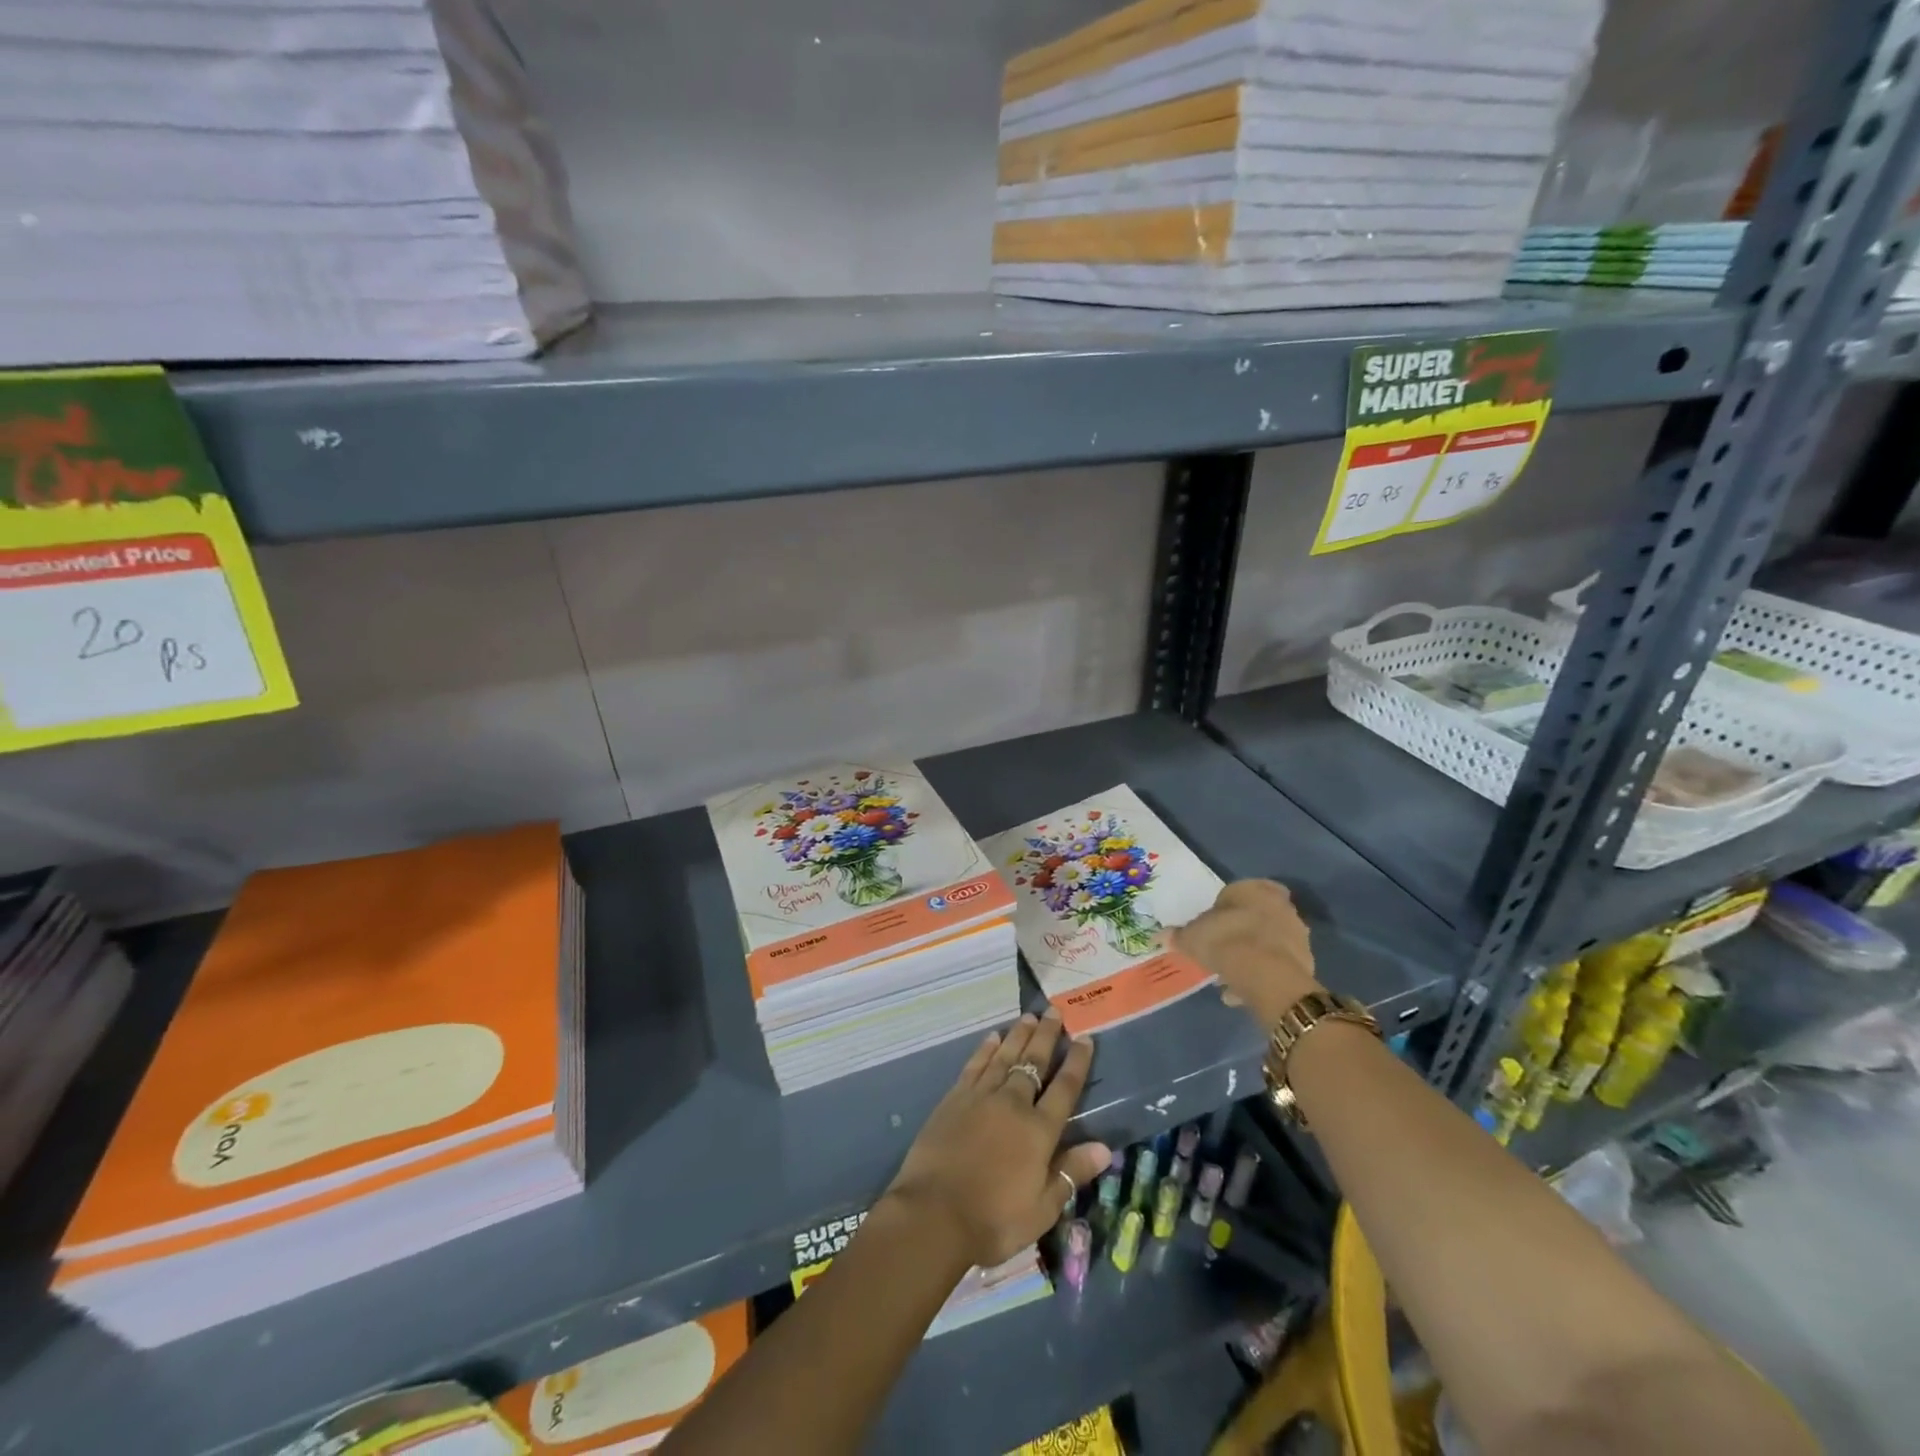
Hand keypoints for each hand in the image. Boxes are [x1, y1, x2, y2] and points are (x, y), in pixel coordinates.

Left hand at [884, 1008, 1111, 1269]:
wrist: (933, 1213)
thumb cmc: (993, 1219)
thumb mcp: (1042, 1208)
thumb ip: (1071, 1172)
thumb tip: (1105, 1147)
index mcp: (1039, 1131)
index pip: (1065, 1088)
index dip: (1077, 1062)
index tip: (1085, 1038)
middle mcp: (1013, 1103)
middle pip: (1034, 1062)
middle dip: (1047, 1037)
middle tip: (1055, 1011)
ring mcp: (981, 1096)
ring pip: (1005, 1056)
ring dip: (1019, 1035)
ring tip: (1030, 1016)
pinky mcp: (955, 1098)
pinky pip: (975, 1065)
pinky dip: (986, 1049)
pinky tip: (992, 1037)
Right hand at [1174, 879, 1321, 1030]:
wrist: (1268, 977)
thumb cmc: (1226, 942)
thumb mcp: (1193, 938)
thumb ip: (1180, 935)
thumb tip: (1161, 935)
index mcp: (1254, 889)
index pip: (1238, 890)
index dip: (1224, 908)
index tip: (1212, 925)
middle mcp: (1280, 905)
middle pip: (1256, 915)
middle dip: (1241, 931)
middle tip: (1222, 949)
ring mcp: (1297, 933)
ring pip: (1268, 941)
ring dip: (1252, 955)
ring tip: (1230, 976)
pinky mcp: (1306, 962)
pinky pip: (1277, 965)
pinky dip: (1262, 975)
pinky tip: (1243, 992)